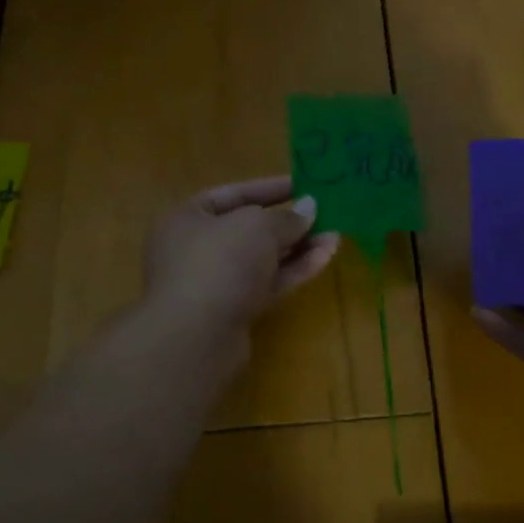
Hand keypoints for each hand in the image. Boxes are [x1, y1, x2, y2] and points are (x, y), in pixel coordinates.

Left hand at [144, 175, 340, 342]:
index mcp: (188, 218)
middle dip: (289, 222)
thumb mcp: (257, 226)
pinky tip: (324, 257)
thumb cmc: (219, 263)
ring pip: (262, 260)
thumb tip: (309, 208)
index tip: (304, 184)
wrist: (196, 337)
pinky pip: (267, 284)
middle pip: (249, 229)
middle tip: (325, 213)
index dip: (270, 188)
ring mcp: (215, 283)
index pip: (233, 194)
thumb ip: (286, 217)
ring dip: (298, 248)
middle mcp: (197, 248)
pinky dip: (294, 271)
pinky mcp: (234, 312)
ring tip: (335, 235)